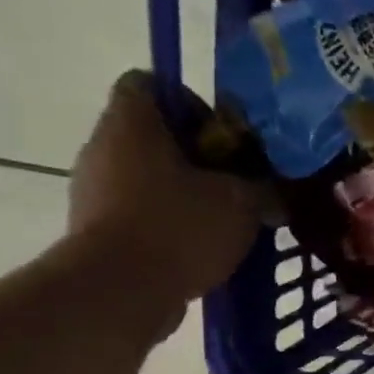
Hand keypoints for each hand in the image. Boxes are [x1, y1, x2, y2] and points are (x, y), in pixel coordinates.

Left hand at [68, 71, 259, 328]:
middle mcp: (103, 146)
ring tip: (225, 225)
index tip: (225, 140)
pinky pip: (140, 216)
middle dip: (198, 159)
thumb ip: (265, 190)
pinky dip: (170, 227)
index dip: (191, 104)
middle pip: (154, 137)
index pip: (149, 83)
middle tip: (237, 187)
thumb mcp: (241, 203)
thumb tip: (279, 192)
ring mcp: (94, 190)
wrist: (120, 290)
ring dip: (186, 196)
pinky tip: (202, 252)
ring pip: (148, 179)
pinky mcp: (97, 231)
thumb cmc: (178, 228)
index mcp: (132, 122)